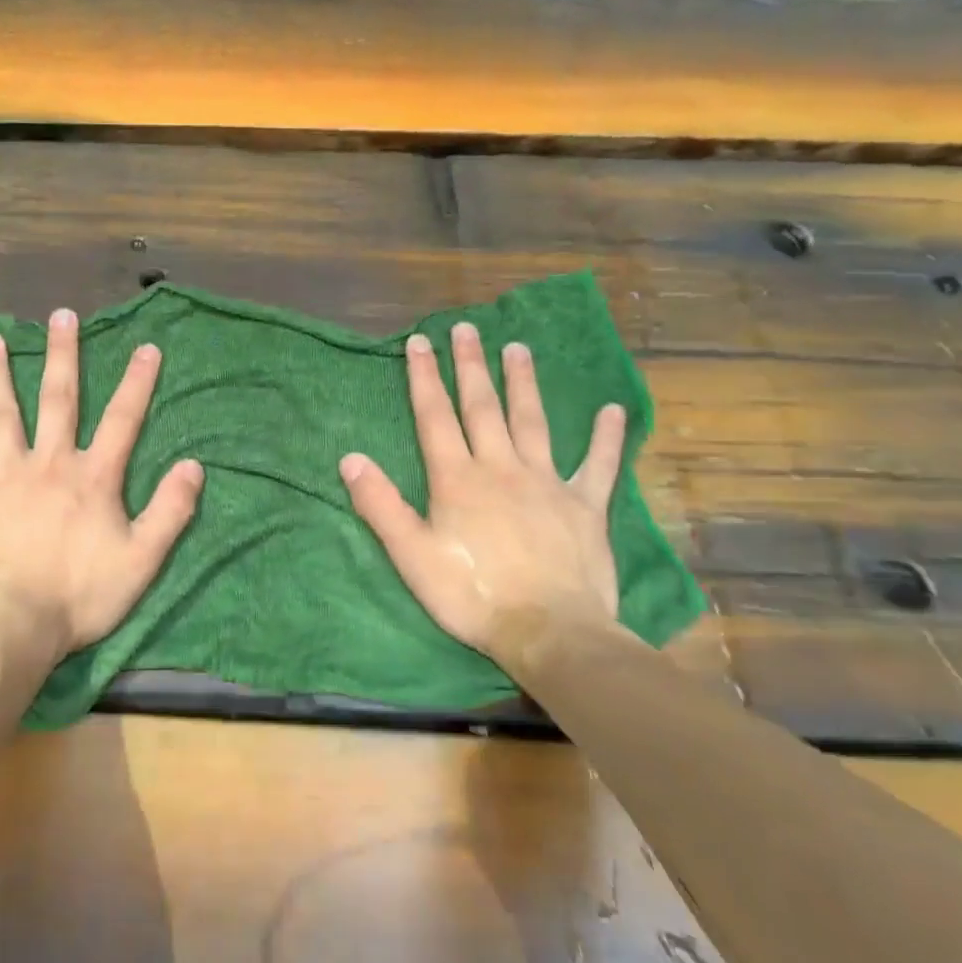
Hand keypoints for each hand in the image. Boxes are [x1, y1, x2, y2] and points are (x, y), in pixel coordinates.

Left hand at [0, 308, 203, 655]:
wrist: (13, 624)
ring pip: (1, 413)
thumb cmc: (81, 595)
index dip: (137, 382)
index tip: (146, 347)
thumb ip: (170, 511)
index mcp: (93, 476)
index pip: (122, 419)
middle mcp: (50, 462)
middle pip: (58, 398)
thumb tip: (194, 466)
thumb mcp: (142, 559)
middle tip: (61, 316)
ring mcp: (5, 474)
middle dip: (62, 355)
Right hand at [339, 324, 626, 670]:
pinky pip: (599, 464)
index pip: (435, 416)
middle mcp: (501, 468)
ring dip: (524, 383)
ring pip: (533, 422)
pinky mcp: (585, 506)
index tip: (420, 342)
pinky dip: (605, 436)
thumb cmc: (473, 596)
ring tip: (519, 348)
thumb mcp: (412, 556)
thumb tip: (349, 458)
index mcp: (457, 479)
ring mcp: (547, 483)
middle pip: (483, 407)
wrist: (550, 633)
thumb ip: (380, 505)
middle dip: (472, 365)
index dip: (425, 377)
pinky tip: (611, 408)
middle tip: (469, 328)